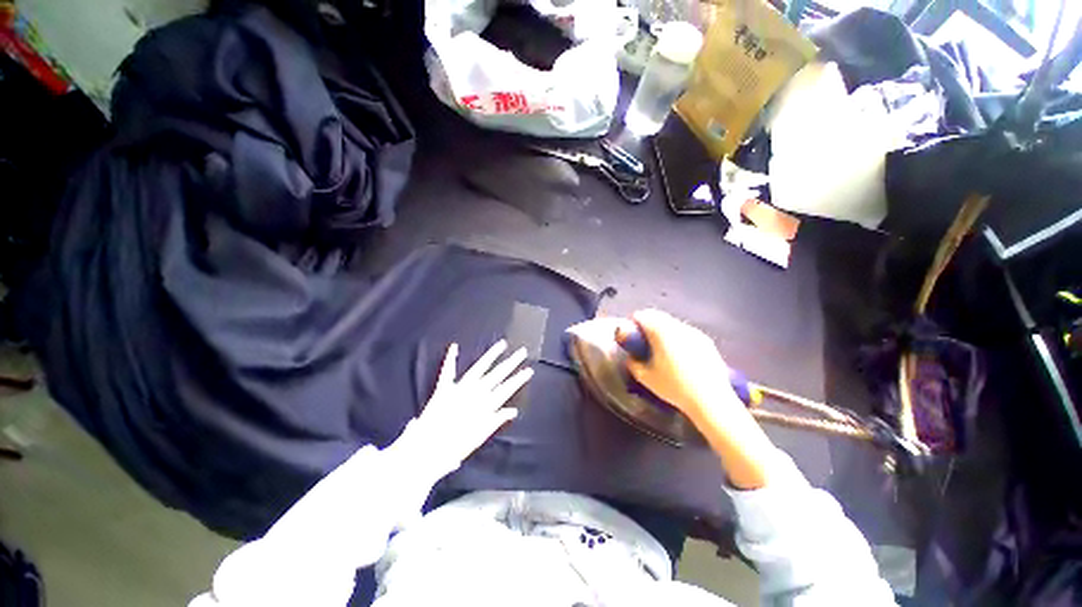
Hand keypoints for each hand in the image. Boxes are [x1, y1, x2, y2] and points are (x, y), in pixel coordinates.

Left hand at [411, 340, 532, 467]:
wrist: (427, 448)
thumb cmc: (455, 446)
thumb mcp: (479, 437)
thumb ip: (496, 421)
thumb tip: (513, 411)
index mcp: (485, 406)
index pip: (507, 389)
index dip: (519, 379)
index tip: (529, 370)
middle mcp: (475, 393)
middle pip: (497, 375)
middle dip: (511, 362)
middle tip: (522, 351)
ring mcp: (460, 388)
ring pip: (479, 368)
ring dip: (492, 355)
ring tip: (502, 344)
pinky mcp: (444, 388)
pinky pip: (448, 371)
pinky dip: (450, 358)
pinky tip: (454, 346)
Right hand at [621, 309, 742, 423]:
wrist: (711, 400)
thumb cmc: (674, 387)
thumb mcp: (645, 377)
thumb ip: (633, 363)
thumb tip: (631, 357)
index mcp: (661, 331)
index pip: (642, 316)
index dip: (632, 324)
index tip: (631, 338)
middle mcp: (678, 326)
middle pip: (658, 316)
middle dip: (647, 326)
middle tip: (643, 343)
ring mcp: (695, 332)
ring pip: (672, 324)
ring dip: (663, 331)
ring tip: (662, 351)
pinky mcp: (707, 341)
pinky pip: (686, 333)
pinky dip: (678, 338)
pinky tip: (680, 358)